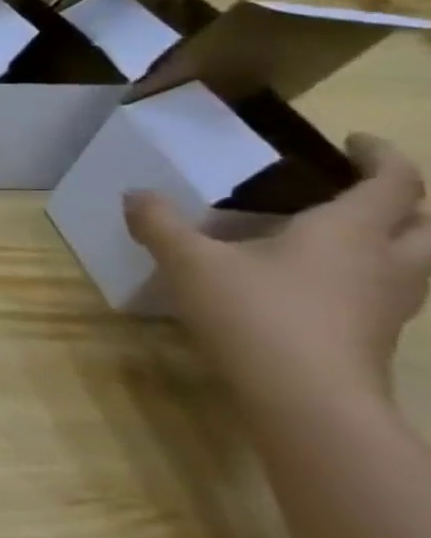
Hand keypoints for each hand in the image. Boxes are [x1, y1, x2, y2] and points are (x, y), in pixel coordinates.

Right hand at [126, 134, 430, 413]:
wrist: (306, 396)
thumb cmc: (254, 312)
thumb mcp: (189, 262)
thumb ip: (160, 224)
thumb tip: (136, 194)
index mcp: (351, 231)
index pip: (394, 182)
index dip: (382, 156)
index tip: (356, 141)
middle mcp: (387, 260)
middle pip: (423, 222)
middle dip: (402, 199)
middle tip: (361, 187)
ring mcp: (390, 302)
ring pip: (418, 259)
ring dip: (396, 238)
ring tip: (344, 233)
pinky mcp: (378, 333)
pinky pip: (390, 289)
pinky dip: (371, 273)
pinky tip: (325, 281)